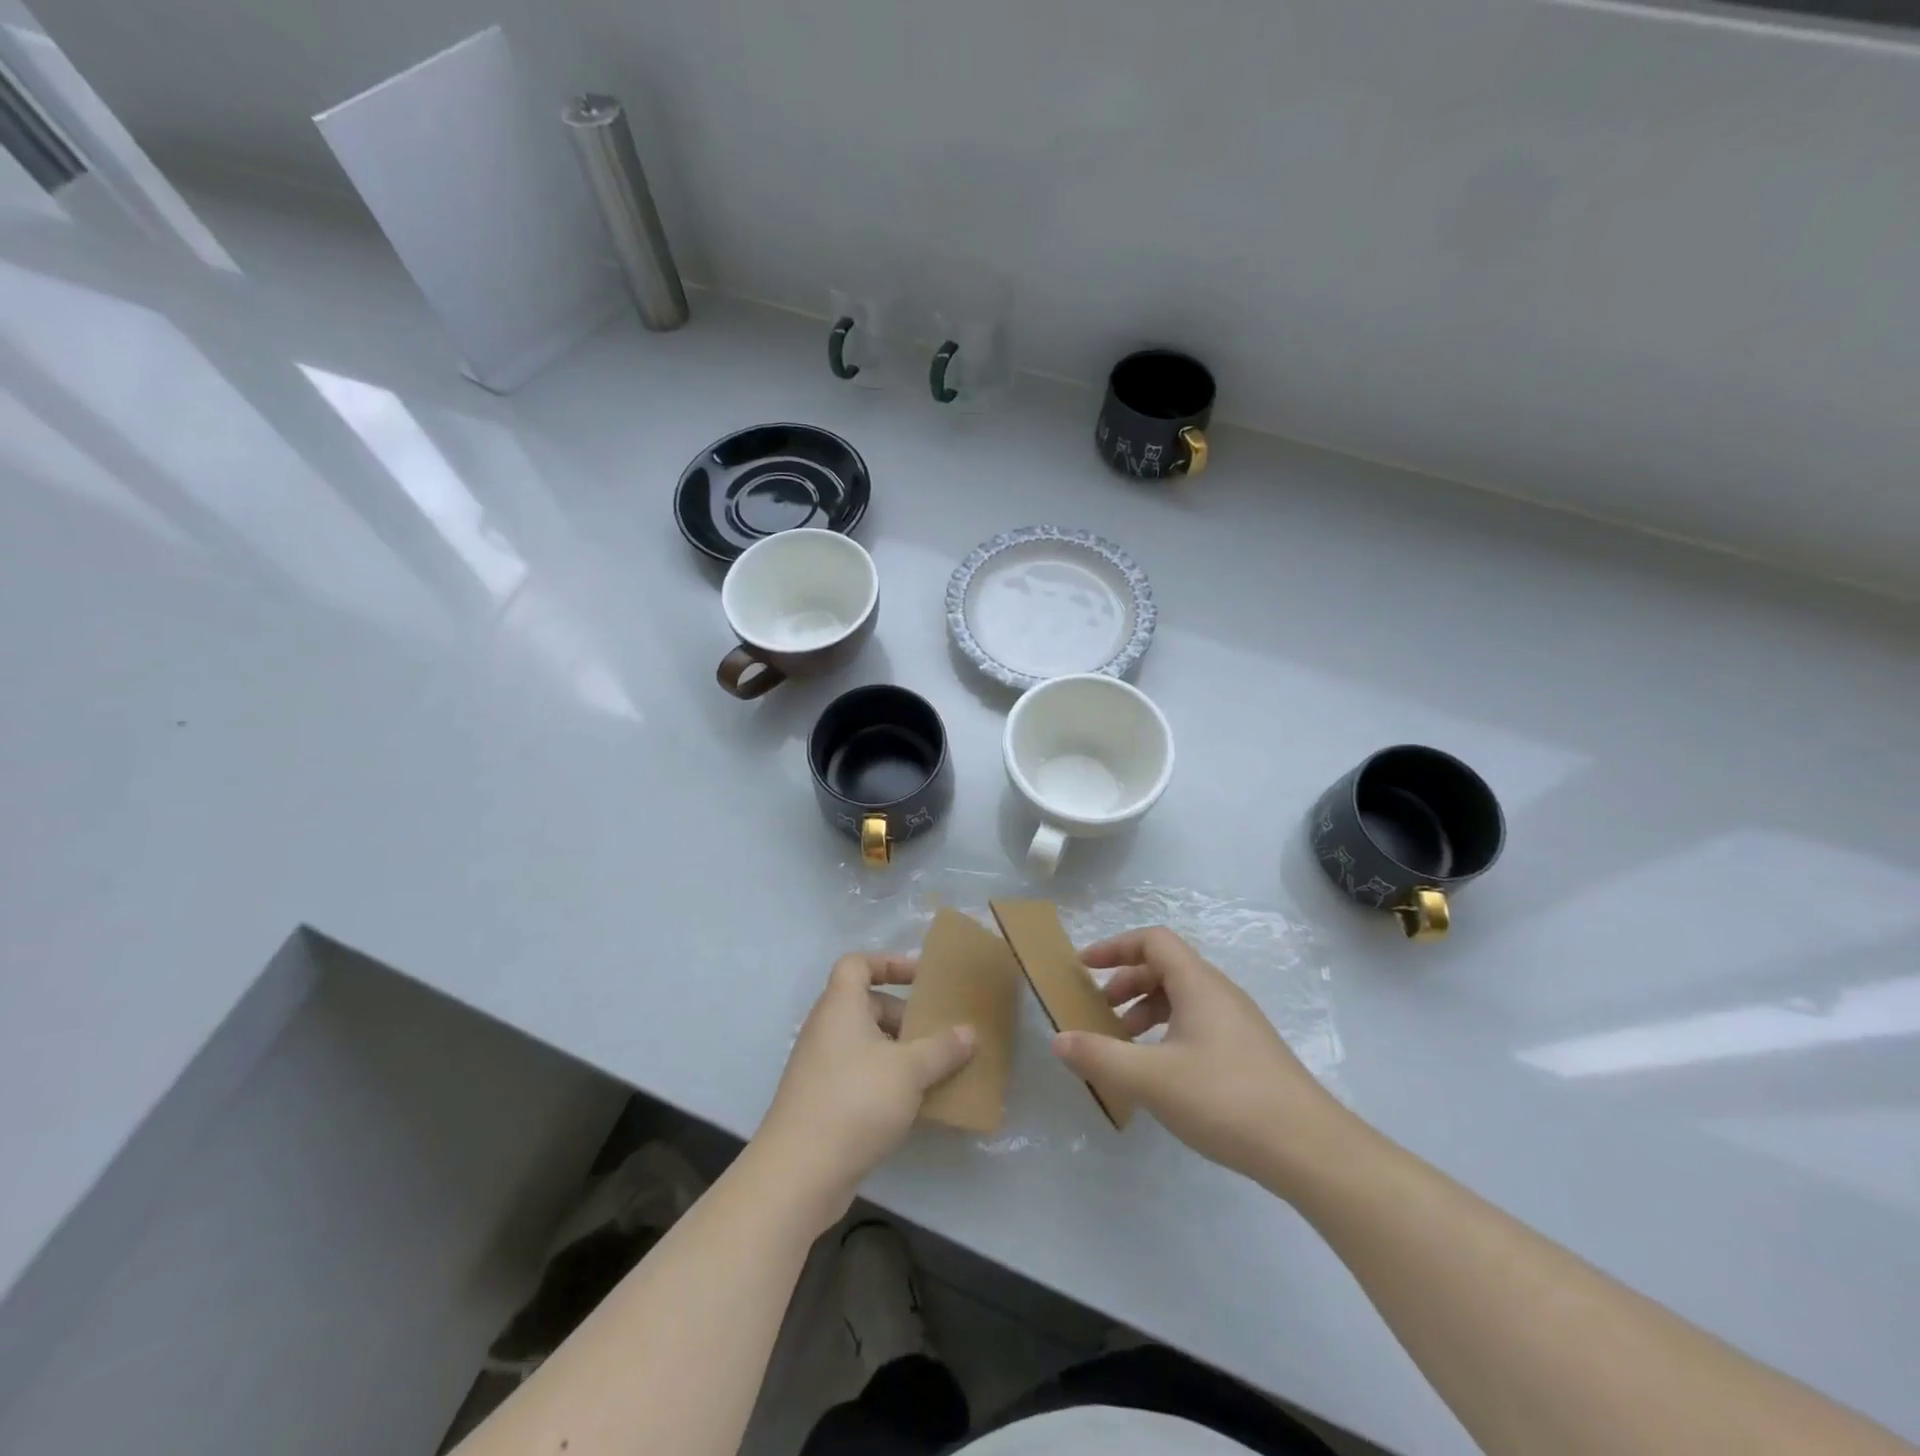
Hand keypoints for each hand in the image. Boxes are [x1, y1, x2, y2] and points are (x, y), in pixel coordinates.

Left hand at [755, 952, 974, 1231]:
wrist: (800, 1172)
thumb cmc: (856, 1101)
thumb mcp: (909, 1070)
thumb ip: (942, 1048)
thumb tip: (969, 1032)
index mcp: (840, 1006)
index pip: (857, 964)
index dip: (888, 963)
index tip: (921, 978)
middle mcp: (826, 1029)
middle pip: (867, 1005)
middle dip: (904, 1016)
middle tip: (938, 1032)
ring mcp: (821, 1067)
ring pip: (866, 1044)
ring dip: (899, 1052)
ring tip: (935, 1069)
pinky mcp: (823, 1101)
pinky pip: (861, 1075)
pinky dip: (886, 1080)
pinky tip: (914, 1103)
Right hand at [1051, 926, 1346, 1192]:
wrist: (1309, 1149)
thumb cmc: (1225, 1099)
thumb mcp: (1151, 1079)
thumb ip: (1100, 1057)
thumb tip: (1058, 1041)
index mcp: (1198, 983)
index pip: (1152, 941)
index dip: (1115, 947)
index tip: (1084, 966)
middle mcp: (1220, 993)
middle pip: (1166, 967)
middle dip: (1127, 982)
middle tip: (1100, 1010)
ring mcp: (1239, 1023)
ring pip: (1183, 998)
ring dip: (1147, 1010)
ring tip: (1125, 1044)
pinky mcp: (1249, 1053)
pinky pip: (1198, 1023)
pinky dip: (1169, 1032)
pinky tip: (1161, 1072)